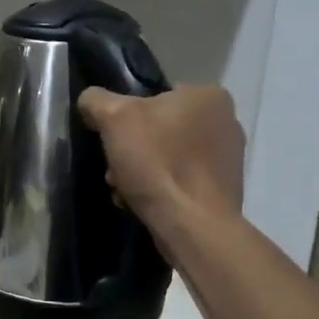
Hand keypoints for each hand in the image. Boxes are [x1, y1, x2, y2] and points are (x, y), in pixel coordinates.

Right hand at [77, 84, 245, 226]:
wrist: (192, 225)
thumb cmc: (157, 162)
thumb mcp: (114, 118)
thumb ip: (97, 100)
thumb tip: (90, 101)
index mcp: (208, 96)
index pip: (156, 94)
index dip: (127, 115)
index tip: (113, 137)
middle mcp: (226, 121)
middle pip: (160, 127)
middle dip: (133, 147)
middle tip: (115, 167)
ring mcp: (228, 158)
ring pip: (167, 155)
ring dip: (142, 169)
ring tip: (124, 189)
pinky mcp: (223, 189)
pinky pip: (180, 180)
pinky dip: (160, 188)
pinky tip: (142, 202)